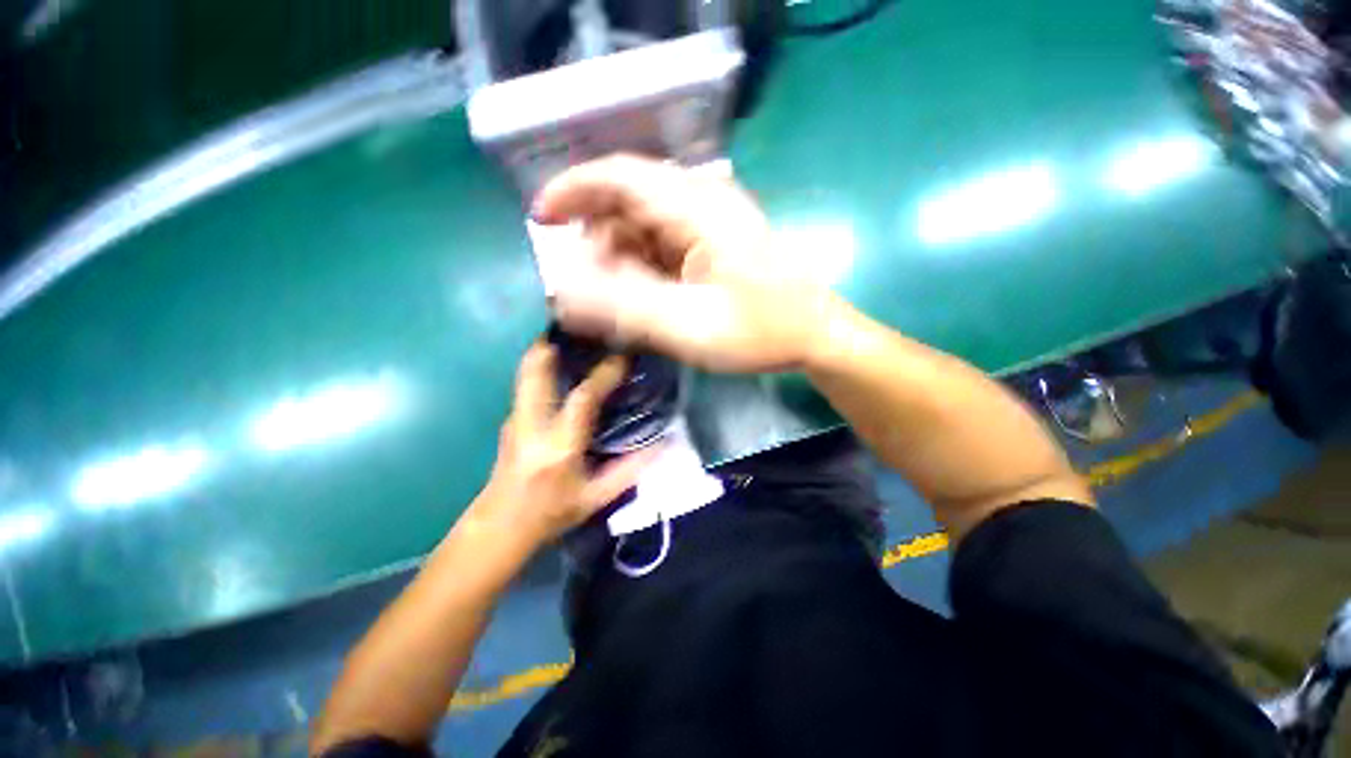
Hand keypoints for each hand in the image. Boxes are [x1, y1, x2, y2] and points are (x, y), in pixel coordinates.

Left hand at [463, 343, 656, 556]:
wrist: (499, 527)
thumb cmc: (550, 514)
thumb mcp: (595, 498)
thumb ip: (630, 470)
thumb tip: (662, 445)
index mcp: (559, 446)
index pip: (583, 398)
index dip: (605, 373)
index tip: (623, 356)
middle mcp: (532, 425)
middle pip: (536, 369)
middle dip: (556, 342)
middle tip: (581, 325)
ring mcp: (515, 419)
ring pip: (526, 371)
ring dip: (546, 349)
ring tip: (573, 336)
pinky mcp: (510, 420)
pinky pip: (526, 383)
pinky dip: (542, 366)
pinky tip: (562, 366)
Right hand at [533, 155, 840, 372]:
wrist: (815, 335)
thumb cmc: (762, 332)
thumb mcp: (689, 327)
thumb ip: (626, 307)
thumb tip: (566, 290)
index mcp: (698, 209)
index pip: (621, 175)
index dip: (574, 189)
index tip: (541, 218)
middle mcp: (703, 202)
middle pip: (629, 200)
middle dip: (597, 237)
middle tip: (585, 283)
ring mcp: (711, 222)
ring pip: (644, 223)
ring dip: (620, 256)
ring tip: (616, 300)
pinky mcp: (714, 242)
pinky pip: (663, 242)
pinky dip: (642, 265)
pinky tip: (643, 295)